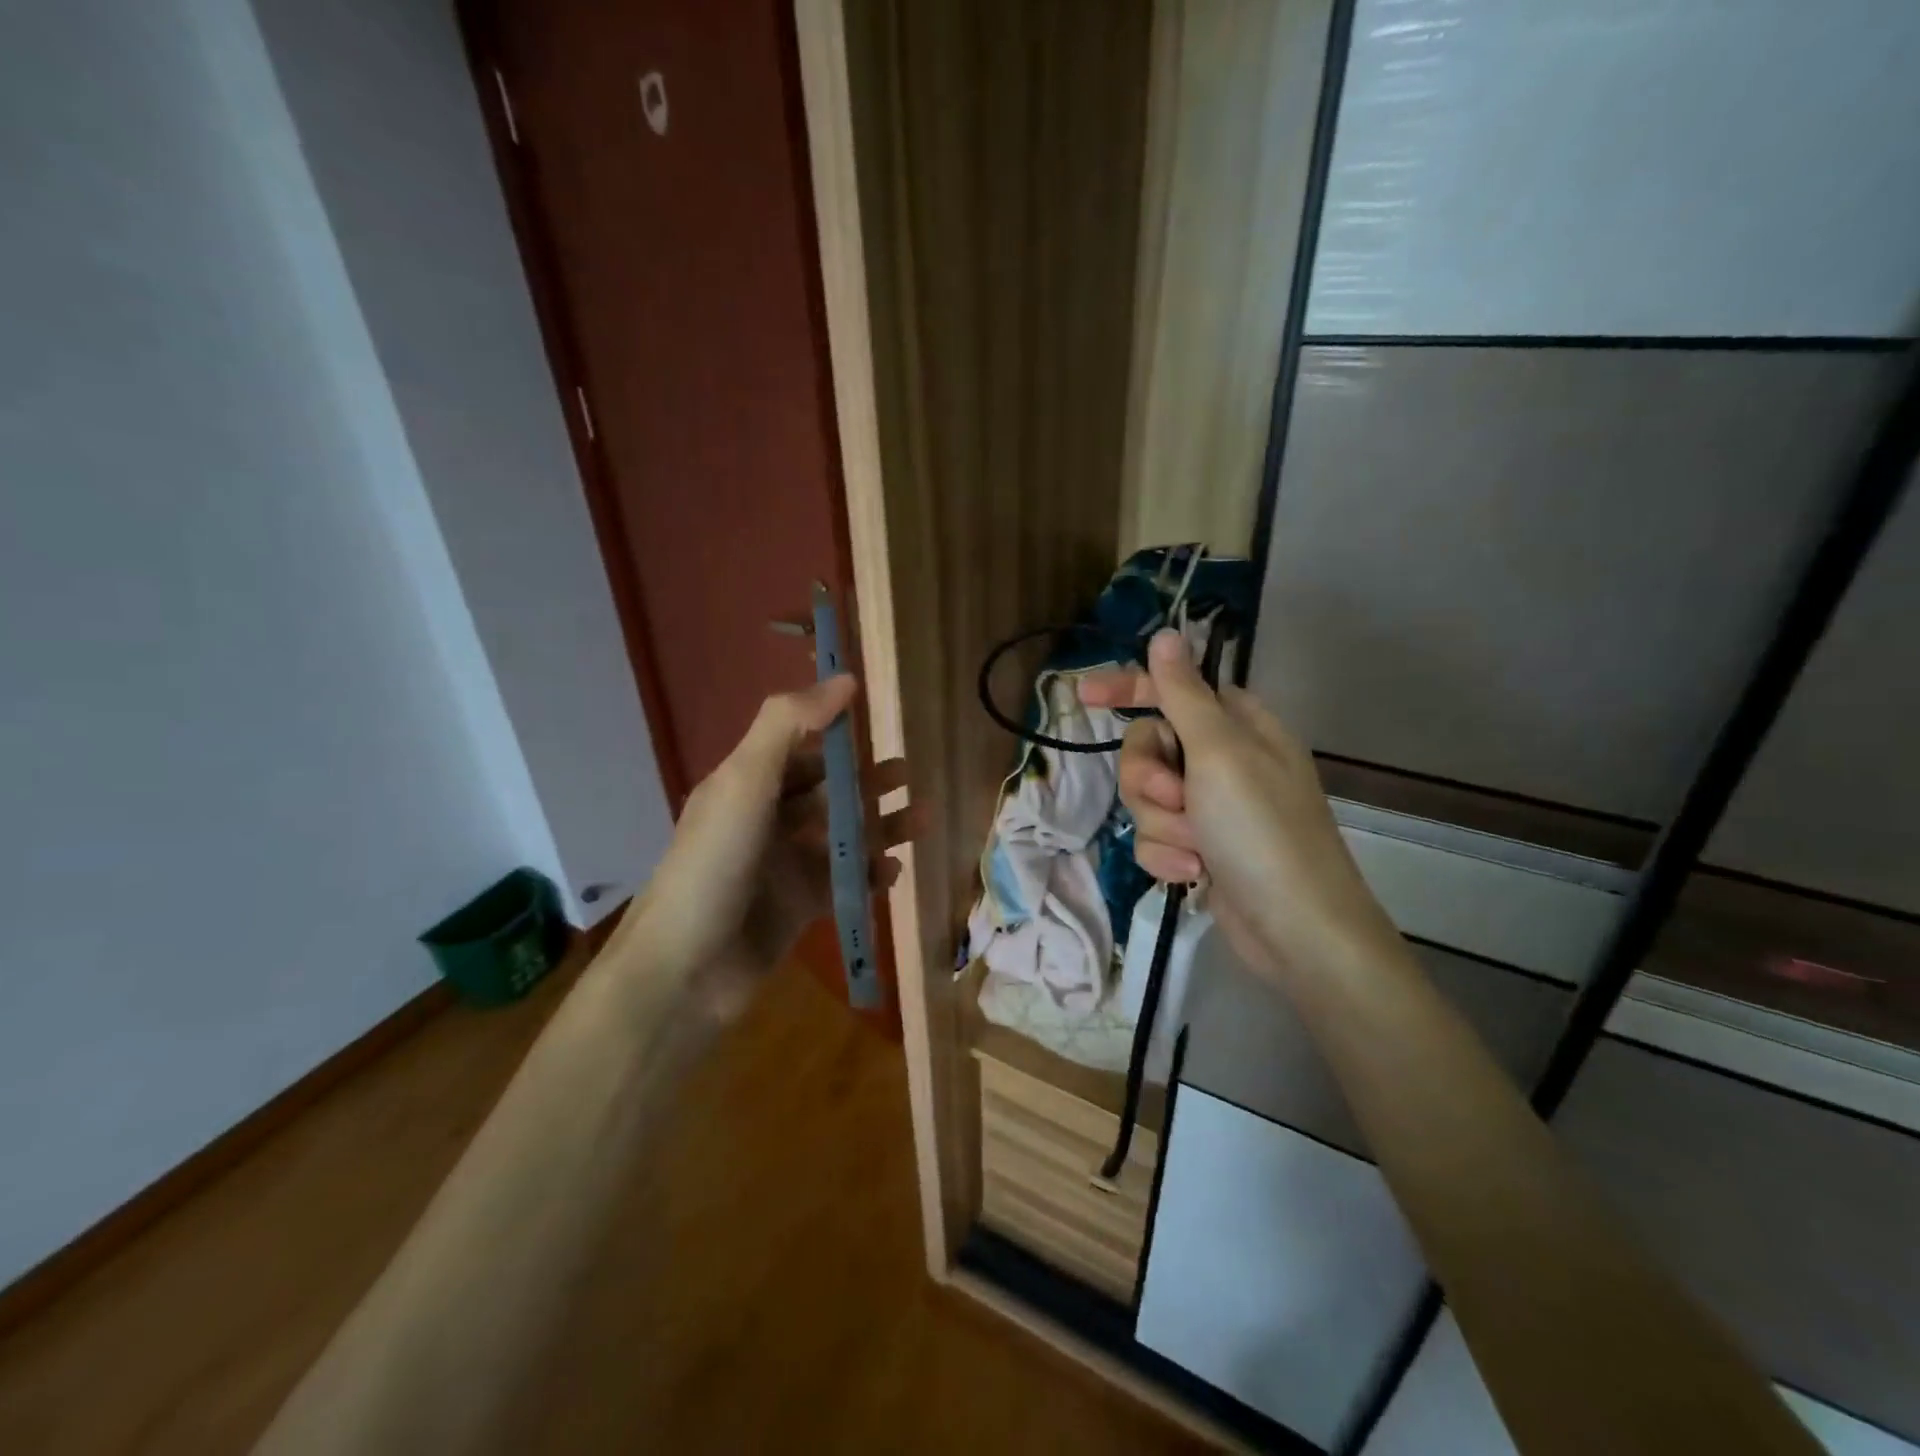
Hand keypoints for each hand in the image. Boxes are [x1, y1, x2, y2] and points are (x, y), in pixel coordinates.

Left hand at [616, 675, 908, 1018]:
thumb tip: (845, 679)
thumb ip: (789, 724)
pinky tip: (893, 871)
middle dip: (865, 782)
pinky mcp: (798, 907)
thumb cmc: (715, 863)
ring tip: (921, 819)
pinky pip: (842, 881)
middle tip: (909, 775)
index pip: (795, 745)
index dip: (832, 730)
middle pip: (824, 791)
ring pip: (840, 835)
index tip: (876, 718)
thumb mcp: (746, 781)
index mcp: (745, 784)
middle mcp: (763, 820)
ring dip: (879, 826)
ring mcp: (782, 866)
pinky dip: (868, 873)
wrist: (686, 970)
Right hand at [1080, 631, 1399, 985]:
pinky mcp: (1199, 848)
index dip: (1128, 688)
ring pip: (1146, 798)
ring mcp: (1211, 808)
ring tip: (1196, 848)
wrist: (1296, 930)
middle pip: (1148, 748)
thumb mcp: (1219, 752)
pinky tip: (1196, 875)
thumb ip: (1184, 693)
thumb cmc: (1261, 830)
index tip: (1083, 696)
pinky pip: (1156, 837)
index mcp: (1238, 726)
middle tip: (1175, 798)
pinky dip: (1169, 856)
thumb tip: (1167, 634)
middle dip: (1149, 779)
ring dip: (1162, 825)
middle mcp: (1223, 761)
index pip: (1171, 689)